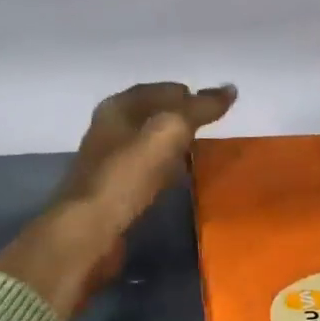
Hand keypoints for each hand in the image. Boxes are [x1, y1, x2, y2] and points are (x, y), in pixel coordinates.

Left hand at [0, 82, 235, 319]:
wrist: (89, 231)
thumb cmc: (126, 175)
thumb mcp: (168, 132)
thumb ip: (198, 110)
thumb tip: (230, 89)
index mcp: (117, 108)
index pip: (159, 90)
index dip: (188, 94)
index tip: (217, 105)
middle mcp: (109, 130)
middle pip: (152, 117)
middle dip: (182, 120)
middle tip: (213, 129)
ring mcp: (109, 163)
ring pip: (149, 145)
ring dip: (175, 147)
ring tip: (202, 153)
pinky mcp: (114, 192)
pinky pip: (147, 172)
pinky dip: (166, 170)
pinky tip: (180, 180)